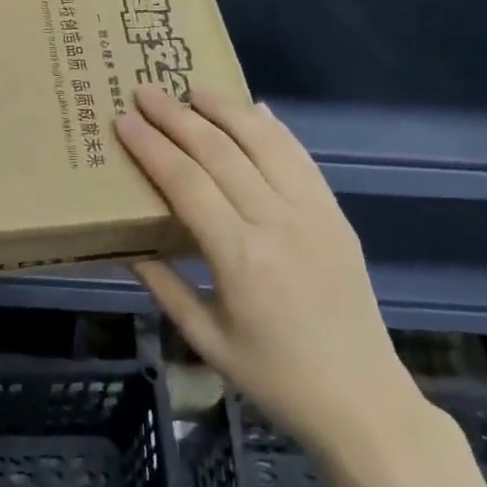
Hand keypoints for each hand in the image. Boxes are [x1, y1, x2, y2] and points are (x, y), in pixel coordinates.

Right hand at [114, 84, 421, 449]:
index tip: (124, 120)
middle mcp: (277, 222)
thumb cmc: (274, 377)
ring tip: (194, 87)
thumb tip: (129, 245)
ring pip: (265, 142)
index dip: (152, 147)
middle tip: (146, 92)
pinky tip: (254, 110)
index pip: (187, 183)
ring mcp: (313, 213)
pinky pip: (301, 157)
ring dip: (226, 109)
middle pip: (220, 152)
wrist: (362, 398)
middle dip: (178, 116)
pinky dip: (274, 128)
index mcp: (240, 258)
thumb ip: (164, 286)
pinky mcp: (336, 213)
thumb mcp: (206, 339)